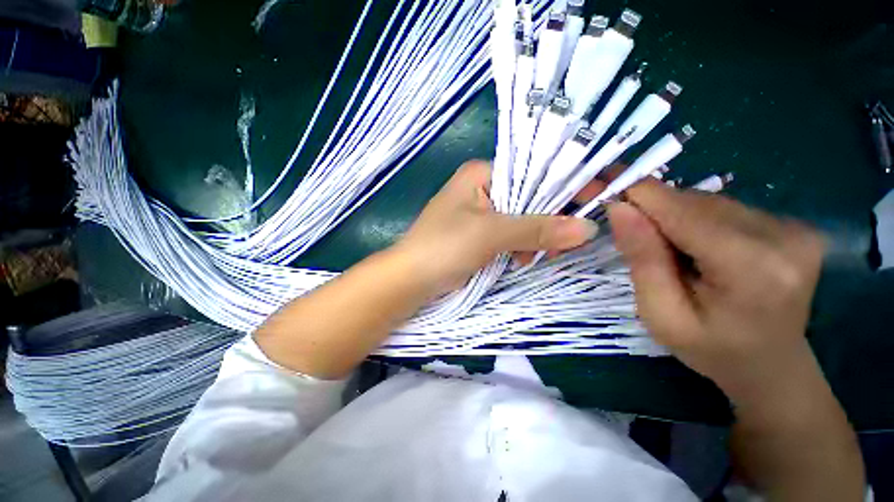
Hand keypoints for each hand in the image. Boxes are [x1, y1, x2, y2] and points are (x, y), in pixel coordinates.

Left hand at [392, 160, 598, 296]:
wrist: (411, 279)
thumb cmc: (444, 247)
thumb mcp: (491, 234)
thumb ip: (537, 229)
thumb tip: (587, 228)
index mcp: (481, 174)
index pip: (532, 171)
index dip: (563, 185)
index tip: (594, 201)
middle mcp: (481, 188)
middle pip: (528, 196)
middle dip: (546, 219)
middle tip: (561, 242)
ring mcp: (480, 213)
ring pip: (521, 219)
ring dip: (533, 237)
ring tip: (533, 256)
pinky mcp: (479, 235)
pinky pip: (509, 235)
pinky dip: (520, 247)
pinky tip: (521, 259)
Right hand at [607, 181, 826, 403]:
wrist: (771, 366)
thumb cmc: (711, 350)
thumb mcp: (660, 314)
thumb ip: (642, 259)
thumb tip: (619, 208)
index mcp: (752, 268)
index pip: (683, 211)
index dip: (638, 194)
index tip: (602, 186)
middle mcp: (783, 236)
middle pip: (695, 202)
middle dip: (653, 211)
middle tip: (629, 233)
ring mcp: (794, 227)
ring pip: (708, 201)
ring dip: (674, 217)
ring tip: (667, 249)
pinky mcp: (793, 224)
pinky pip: (725, 208)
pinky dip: (697, 220)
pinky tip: (694, 247)